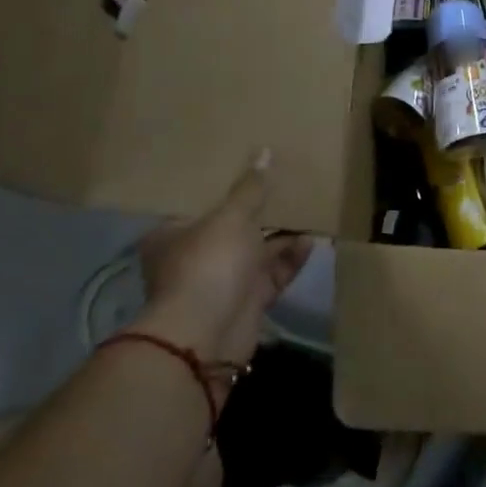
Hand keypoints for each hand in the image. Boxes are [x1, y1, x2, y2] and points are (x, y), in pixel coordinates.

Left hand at [131, 150, 312, 369]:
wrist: (207, 335)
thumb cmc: (208, 263)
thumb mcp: (231, 217)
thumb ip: (251, 187)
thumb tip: (264, 151)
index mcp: (174, 234)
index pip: (198, 203)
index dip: (223, 186)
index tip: (250, 166)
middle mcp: (195, 256)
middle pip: (231, 227)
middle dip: (260, 210)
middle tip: (288, 184)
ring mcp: (222, 281)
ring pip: (256, 251)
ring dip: (281, 235)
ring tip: (310, 208)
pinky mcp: (247, 301)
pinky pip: (273, 273)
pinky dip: (290, 258)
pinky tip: (311, 240)